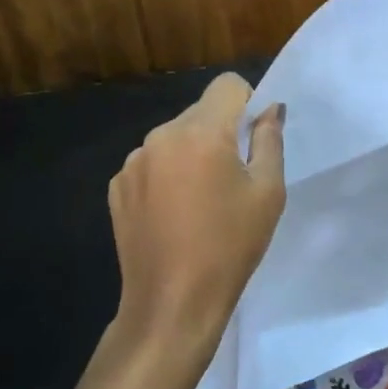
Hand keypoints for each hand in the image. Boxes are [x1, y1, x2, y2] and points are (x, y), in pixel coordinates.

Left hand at [108, 74, 285, 364]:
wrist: (172, 303)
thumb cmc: (230, 246)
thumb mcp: (268, 192)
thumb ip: (270, 140)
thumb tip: (270, 110)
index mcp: (201, 132)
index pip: (227, 85)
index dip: (247, 103)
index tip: (252, 139)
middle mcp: (161, 136)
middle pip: (200, 112)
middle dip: (220, 133)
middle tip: (232, 180)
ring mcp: (133, 162)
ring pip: (174, 138)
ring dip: (191, 154)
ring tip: (201, 202)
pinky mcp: (117, 187)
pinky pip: (152, 163)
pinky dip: (167, 176)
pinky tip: (174, 214)